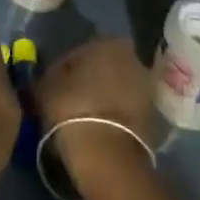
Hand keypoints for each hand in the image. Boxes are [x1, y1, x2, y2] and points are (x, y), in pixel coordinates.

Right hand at [34, 37, 155, 189]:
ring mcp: (147, 89)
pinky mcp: (154, 118)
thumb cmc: (72, 109)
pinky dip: (115, 116)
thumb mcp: (45, 87)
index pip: (80, 51)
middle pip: (104, 68)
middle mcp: (133, 59)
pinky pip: (126, 111)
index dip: (65, 69)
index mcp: (108, 43)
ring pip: (117, 89)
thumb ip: (49, 75)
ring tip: (83, 119)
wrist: (107, 156)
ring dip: (103, 99)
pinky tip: (98, 131)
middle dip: (90, 81)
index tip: (54, 86)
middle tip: (69, 100)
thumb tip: (49, 77)